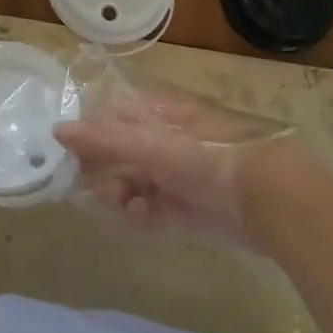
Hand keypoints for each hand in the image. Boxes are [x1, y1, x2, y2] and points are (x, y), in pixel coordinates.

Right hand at [53, 91, 311, 251]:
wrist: (274, 200)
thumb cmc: (210, 158)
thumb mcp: (154, 145)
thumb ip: (106, 140)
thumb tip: (58, 129)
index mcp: (163, 114)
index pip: (115, 117)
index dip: (91, 134)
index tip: (70, 156)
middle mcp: (169, 142)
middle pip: (121, 153)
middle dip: (104, 171)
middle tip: (92, 186)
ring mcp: (180, 176)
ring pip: (134, 184)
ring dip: (121, 195)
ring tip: (123, 205)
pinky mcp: (189, 210)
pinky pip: (153, 211)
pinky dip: (142, 216)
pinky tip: (141, 217)